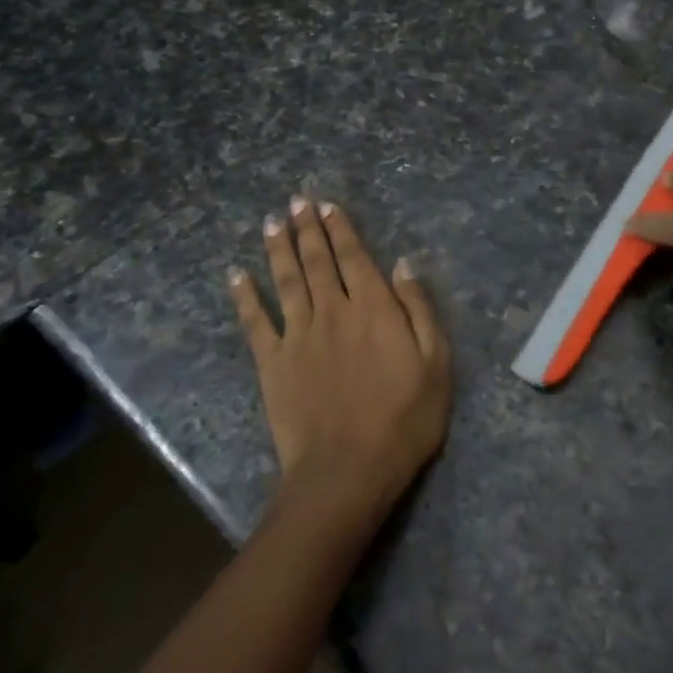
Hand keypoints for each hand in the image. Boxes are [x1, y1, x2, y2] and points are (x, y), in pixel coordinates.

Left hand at [227, 195, 451, 525]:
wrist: (347, 471)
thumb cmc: (404, 420)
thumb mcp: (436, 364)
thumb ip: (419, 310)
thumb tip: (404, 265)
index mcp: (374, 310)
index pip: (355, 258)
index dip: (341, 230)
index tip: (328, 205)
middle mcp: (333, 312)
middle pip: (318, 261)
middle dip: (307, 229)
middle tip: (296, 202)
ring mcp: (298, 336)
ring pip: (286, 281)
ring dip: (279, 250)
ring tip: (272, 223)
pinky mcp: (272, 364)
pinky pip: (255, 322)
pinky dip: (244, 297)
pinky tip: (236, 275)